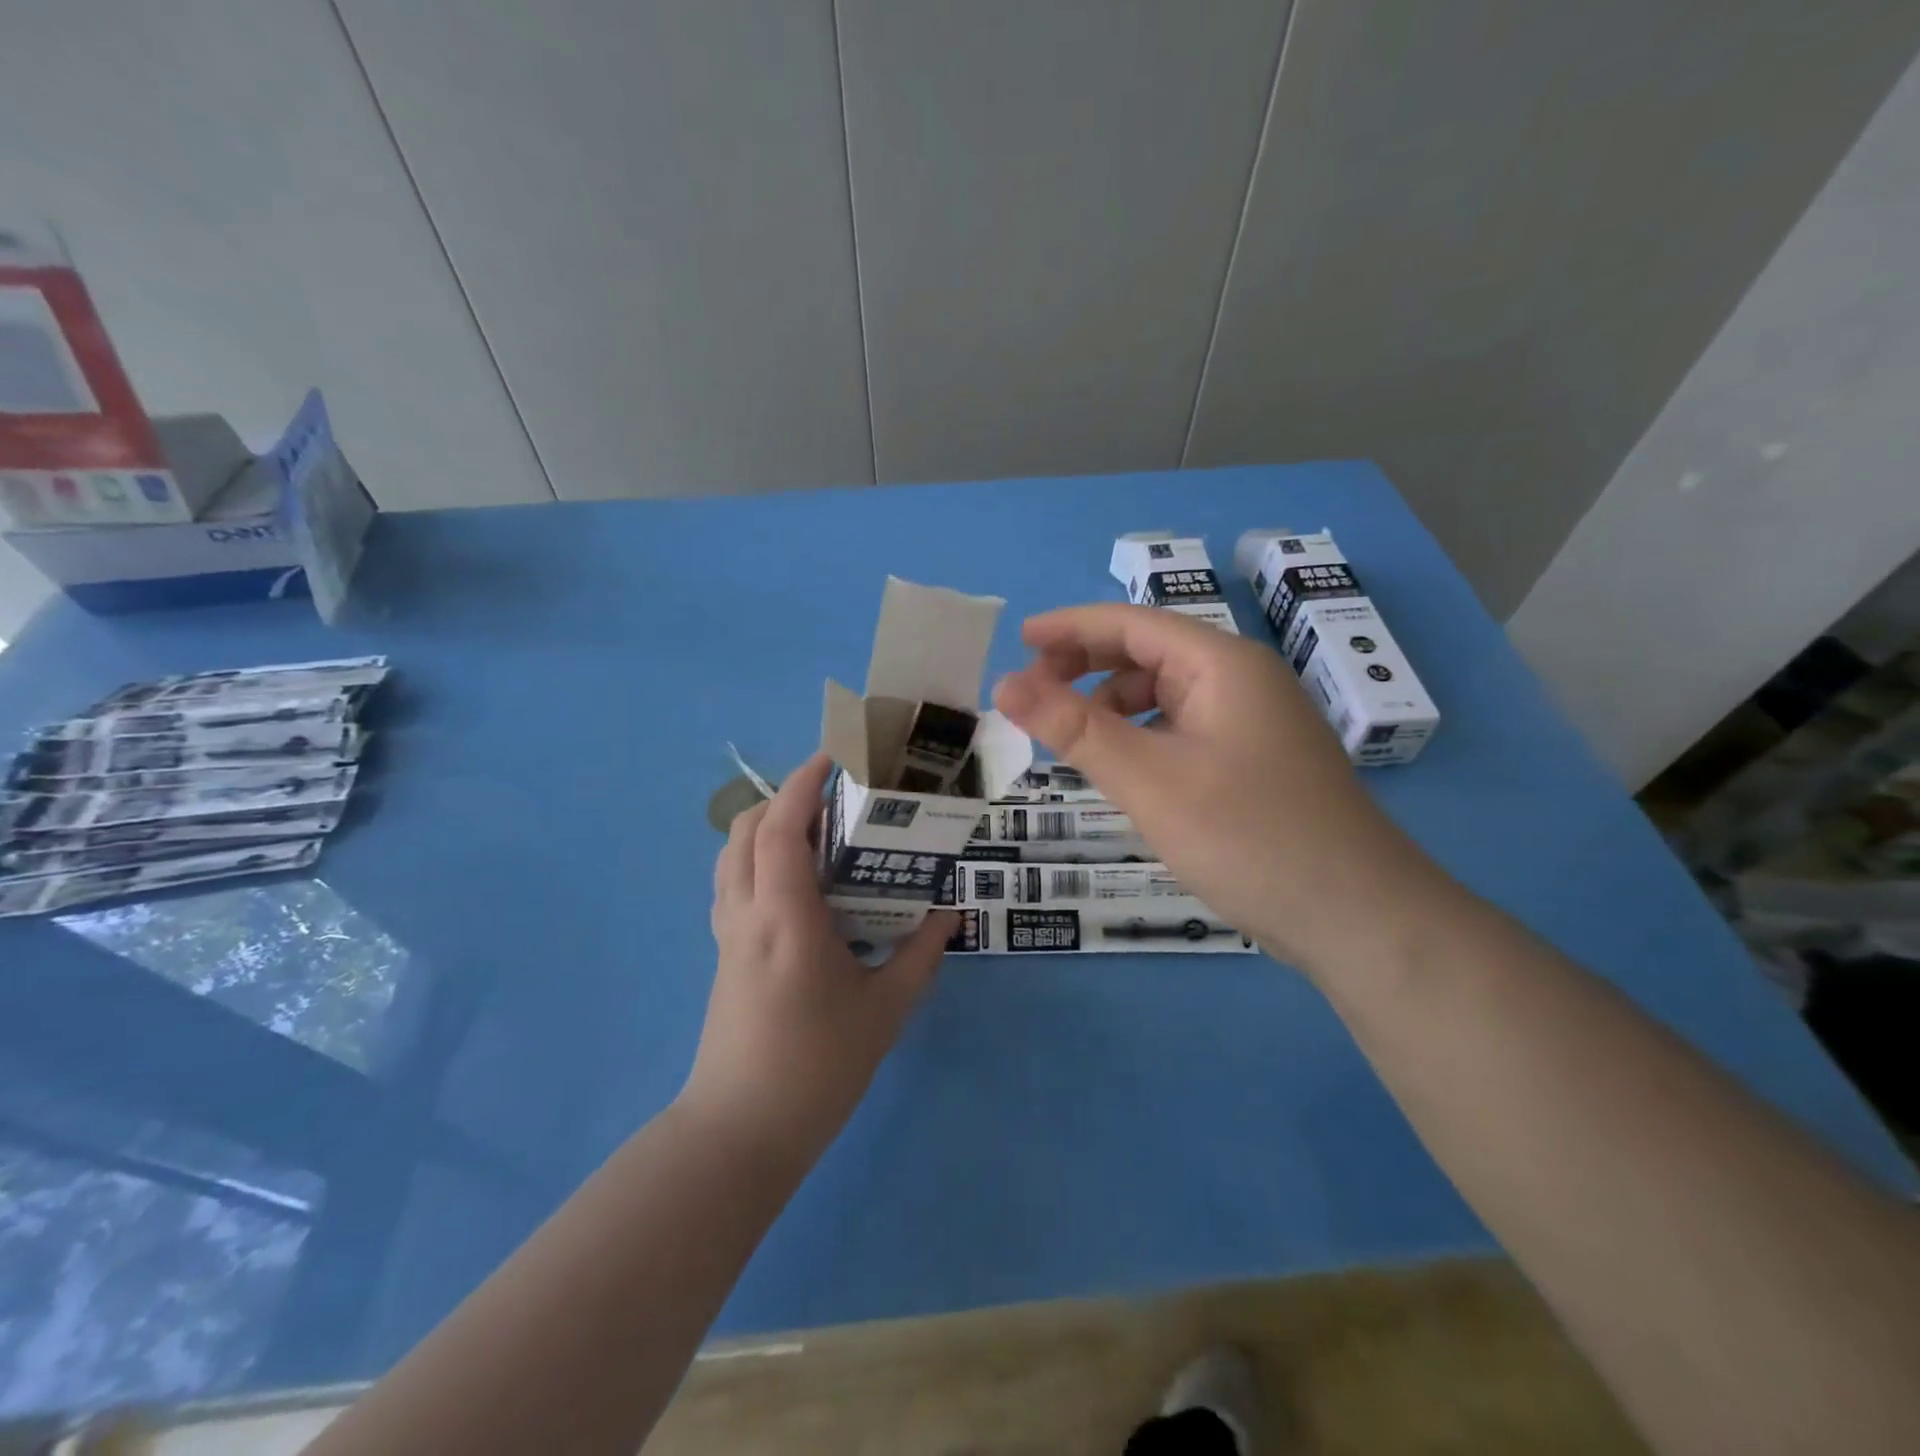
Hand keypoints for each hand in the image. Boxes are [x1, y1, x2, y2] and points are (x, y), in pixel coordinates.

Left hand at [686, 752, 955, 1162]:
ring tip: (815, 834)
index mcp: (785, 916)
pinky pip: (733, 885)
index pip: (782, 827)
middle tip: (832, 798)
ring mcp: (728, 934)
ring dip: (766, 828)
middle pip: (746, 830)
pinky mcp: (724, 955)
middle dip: (784, 798)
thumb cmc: (818, 1066)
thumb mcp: (885, 1008)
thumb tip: (950, 913)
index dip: (802, 783)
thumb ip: (921, 953)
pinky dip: (757, 860)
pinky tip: (797, 885)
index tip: (832, 757)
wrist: (741, 1131)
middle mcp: (747, 913)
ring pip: (732, 856)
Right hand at [991, 605, 1447, 973]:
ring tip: (1071, 740)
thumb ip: (1074, 728)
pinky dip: (1142, 738)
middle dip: (1087, 666)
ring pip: (1165, 696)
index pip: (1132, 624)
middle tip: (1033, 694)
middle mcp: (1241, 681)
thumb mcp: (1148, 779)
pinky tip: (1124, 770)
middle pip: (1149, 654)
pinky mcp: (1255, 762)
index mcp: (1222, 665)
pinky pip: (1183, 730)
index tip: (1018, 641)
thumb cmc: (1248, 836)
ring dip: (1113, 706)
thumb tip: (1005, 684)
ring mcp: (1254, 723)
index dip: (1070, 628)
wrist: (1357, 917)